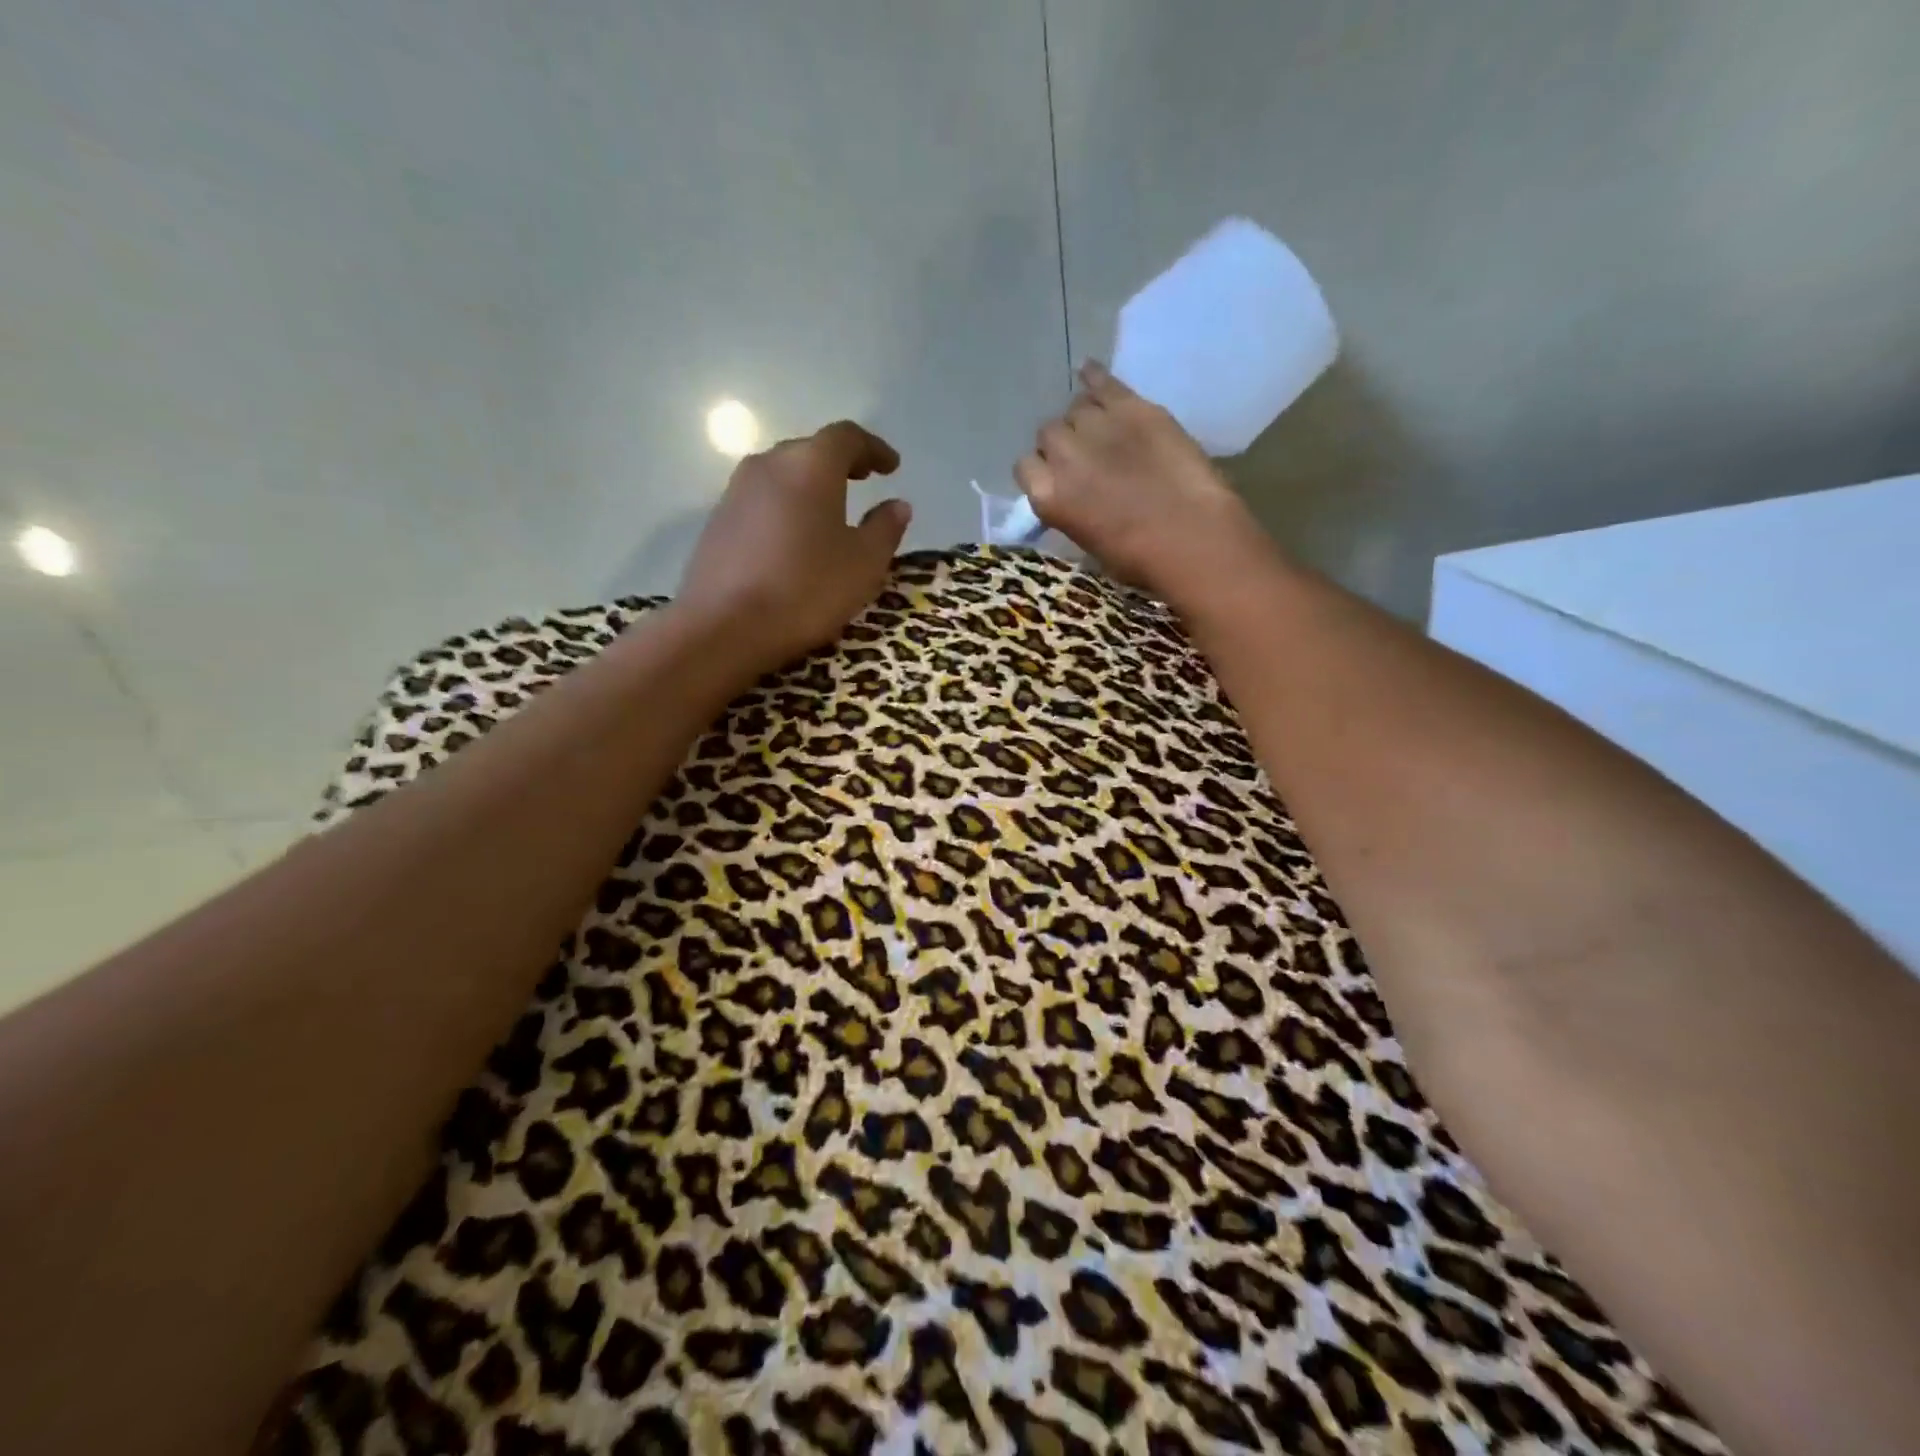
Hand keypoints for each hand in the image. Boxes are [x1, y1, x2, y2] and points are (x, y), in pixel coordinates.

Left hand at [676, 420, 910, 674]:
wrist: (724, 627)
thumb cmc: (806, 589)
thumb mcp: (864, 564)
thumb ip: (885, 528)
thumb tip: (897, 505)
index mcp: (811, 465)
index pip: (847, 437)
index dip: (874, 449)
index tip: (892, 467)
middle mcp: (769, 464)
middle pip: (810, 450)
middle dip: (840, 463)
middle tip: (863, 480)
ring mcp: (736, 491)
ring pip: (782, 475)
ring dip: (809, 485)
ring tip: (830, 509)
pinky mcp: (718, 521)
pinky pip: (762, 500)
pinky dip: (786, 507)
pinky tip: (795, 537)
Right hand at [1015, 361, 1274, 609]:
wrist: (1191, 536)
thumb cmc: (1139, 559)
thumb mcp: (1087, 542)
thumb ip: (1070, 509)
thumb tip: (1071, 494)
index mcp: (1047, 497)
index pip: (1025, 468)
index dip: (1042, 471)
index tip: (1058, 479)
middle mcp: (1062, 455)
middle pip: (1049, 434)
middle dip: (1063, 444)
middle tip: (1086, 458)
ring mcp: (1096, 426)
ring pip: (1075, 409)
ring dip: (1084, 419)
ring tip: (1102, 431)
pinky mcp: (1131, 407)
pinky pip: (1102, 382)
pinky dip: (1094, 378)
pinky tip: (1090, 374)